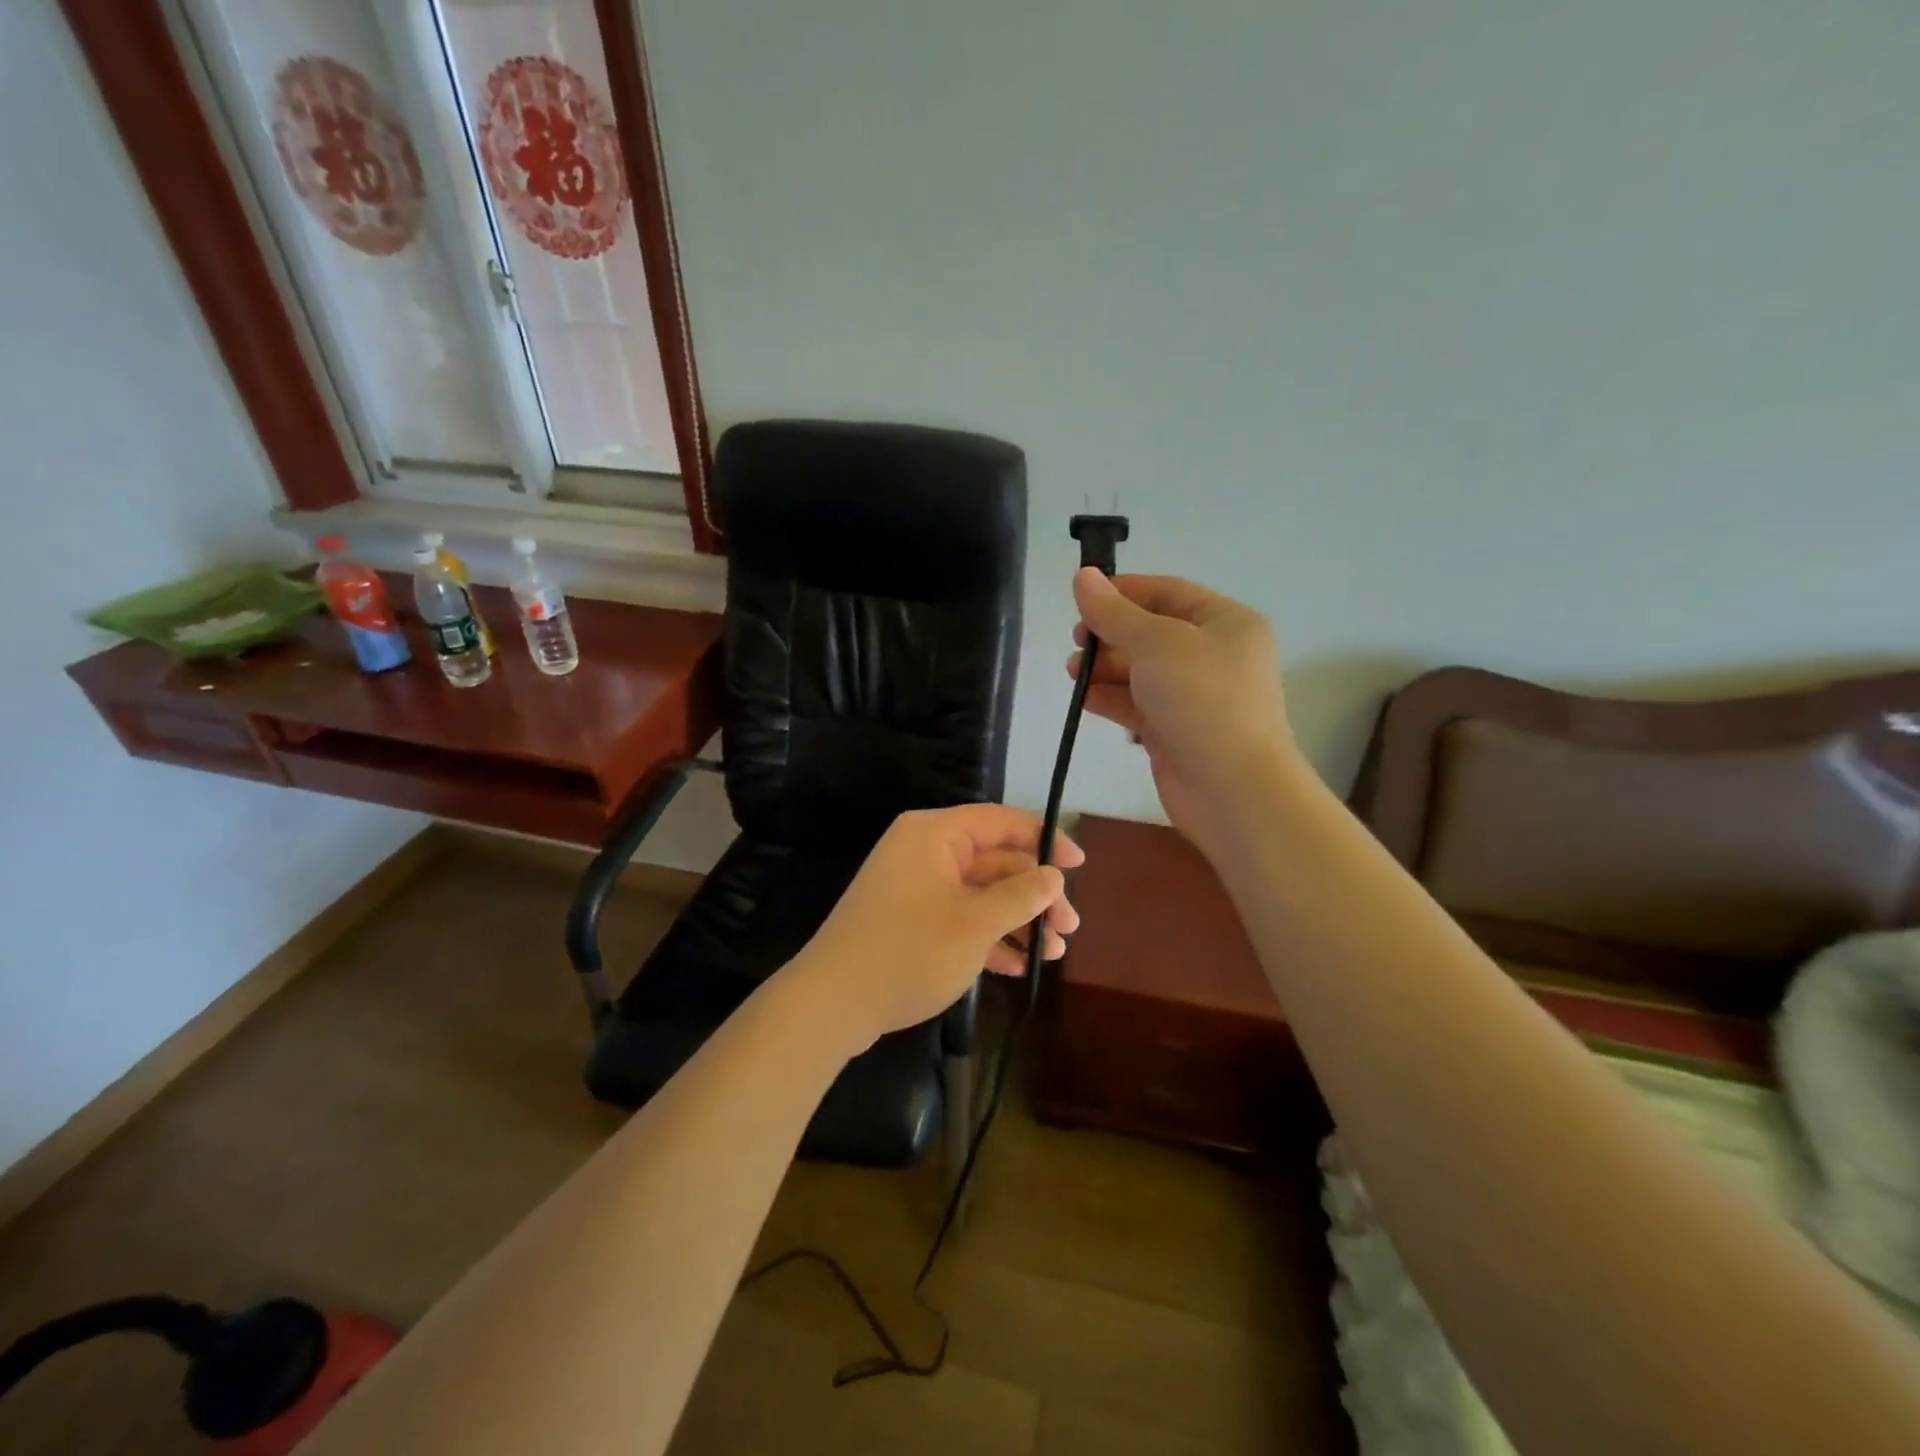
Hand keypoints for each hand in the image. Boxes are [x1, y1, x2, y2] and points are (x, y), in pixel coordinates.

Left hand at [785, 804, 1082, 1055]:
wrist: (833, 1002)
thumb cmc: (910, 950)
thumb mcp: (976, 922)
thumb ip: (1020, 895)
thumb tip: (1053, 876)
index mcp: (935, 834)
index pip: (1001, 821)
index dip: (1044, 839)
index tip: (1079, 865)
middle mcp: (925, 852)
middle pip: (994, 861)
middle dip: (1035, 894)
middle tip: (1069, 928)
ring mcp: (915, 888)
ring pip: (979, 894)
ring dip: (1017, 921)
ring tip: (1053, 954)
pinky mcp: (909, 922)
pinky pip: (959, 918)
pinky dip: (988, 938)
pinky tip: (1019, 967)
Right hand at [1067, 568, 1298, 840]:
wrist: (1232, 789)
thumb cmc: (1202, 699)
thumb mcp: (1157, 643)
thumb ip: (1114, 612)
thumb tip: (1082, 576)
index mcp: (1225, 622)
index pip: (1167, 592)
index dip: (1123, 591)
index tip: (1081, 598)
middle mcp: (1213, 655)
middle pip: (1151, 632)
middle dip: (1110, 633)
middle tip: (1076, 641)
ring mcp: (1194, 696)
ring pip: (1141, 670)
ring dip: (1105, 667)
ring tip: (1073, 671)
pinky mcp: (1174, 730)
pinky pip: (1137, 704)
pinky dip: (1110, 698)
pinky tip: (1082, 698)